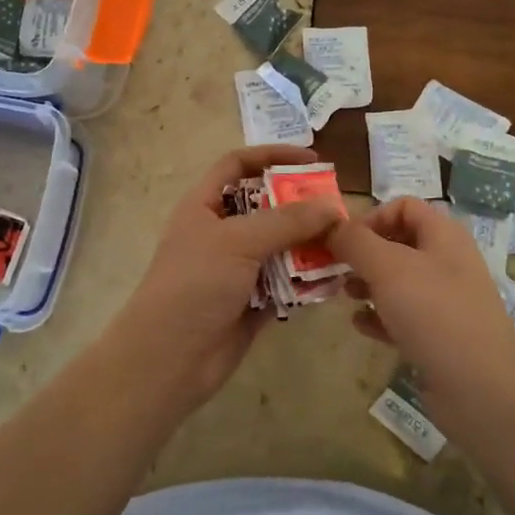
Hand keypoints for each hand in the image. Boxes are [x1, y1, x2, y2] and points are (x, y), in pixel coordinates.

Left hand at [106, 145, 340, 411]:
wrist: (169, 359)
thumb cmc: (194, 284)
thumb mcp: (238, 241)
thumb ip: (287, 221)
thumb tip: (331, 206)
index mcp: (204, 205)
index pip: (238, 165)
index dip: (272, 156)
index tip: (312, 160)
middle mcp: (221, 232)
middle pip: (267, 206)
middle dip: (301, 206)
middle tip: (338, 210)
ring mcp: (237, 269)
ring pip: (281, 246)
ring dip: (309, 245)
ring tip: (344, 245)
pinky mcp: (252, 301)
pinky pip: (286, 282)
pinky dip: (307, 281)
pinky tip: (333, 280)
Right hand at [329, 198, 514, 439]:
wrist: (481, 390)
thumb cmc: (433, 314)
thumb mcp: (387, 268)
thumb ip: (355, 242)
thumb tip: (332, 227)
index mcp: (444, 235)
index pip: (403, 207)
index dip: (371, 217)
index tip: (343, 241)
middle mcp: (448, 262)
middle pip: (398, 243)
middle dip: (363, 253)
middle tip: (335, 269)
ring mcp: (446, 301)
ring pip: (398, 281)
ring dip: (367, 284)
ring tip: (344, 296)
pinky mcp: (440, 336)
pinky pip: (403, 316)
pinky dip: (380, 316)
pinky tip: (360, 326)